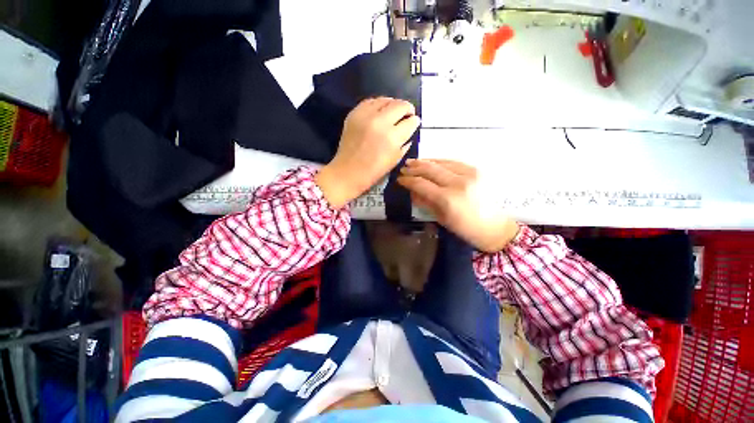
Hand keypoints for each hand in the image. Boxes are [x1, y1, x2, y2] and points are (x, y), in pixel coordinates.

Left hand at [315, 97, 419, 208]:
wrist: (348, 172)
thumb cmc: (373, 171)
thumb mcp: (395, 160)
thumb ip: (405, 143)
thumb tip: (410, 129)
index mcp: (392, 138)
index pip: (410, 121)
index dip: (415, 121)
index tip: (414, 122)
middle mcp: (380, 122)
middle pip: (400, 105)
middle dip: (408, 109)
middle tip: (408, 114)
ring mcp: (366, 116)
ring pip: (386, 100)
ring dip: (394, 104)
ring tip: (395, 111)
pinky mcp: (354, 114)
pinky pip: (371, 101)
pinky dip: (379, 103)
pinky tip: (381, 110)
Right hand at [398, 159, 518, 252]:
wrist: (494, 227)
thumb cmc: (465, 228)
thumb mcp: (441, 218)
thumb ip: (424, 202)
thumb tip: (411, 191)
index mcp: (448, 199)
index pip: (421, 184)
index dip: (408, 180)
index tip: (399, 179)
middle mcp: (458, 182)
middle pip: (430, 169)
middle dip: (414, 168)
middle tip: (403, 168)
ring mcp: (469, 173)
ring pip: (441, 162)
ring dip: (425, 161)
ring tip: (413, 162)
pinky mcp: (476, 170)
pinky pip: (453, 162)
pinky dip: (439, 161)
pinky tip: (431, 162)